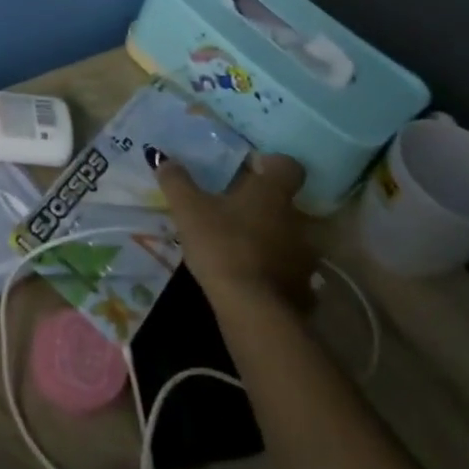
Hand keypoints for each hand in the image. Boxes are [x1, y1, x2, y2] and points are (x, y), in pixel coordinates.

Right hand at [158, 153, 316, 309]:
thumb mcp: (188, 210)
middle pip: (286, 203)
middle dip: (264, 205)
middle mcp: (296, 220)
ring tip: (241, 248)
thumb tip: (163, 159)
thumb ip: (176, 181)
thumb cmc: (222, 246)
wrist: (252, 310)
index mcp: (272, 193)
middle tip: (234, 211)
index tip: (250, 170)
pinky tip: (251, 281)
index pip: (288, 165)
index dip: (272, 164)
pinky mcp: (303, 290)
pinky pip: (290, 273)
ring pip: (289, 239)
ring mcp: (304, 257)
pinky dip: (275, 274)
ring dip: (271, 240)